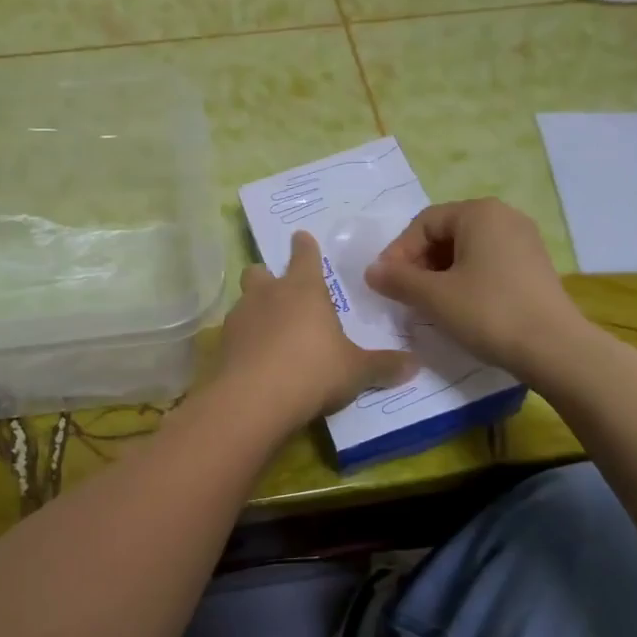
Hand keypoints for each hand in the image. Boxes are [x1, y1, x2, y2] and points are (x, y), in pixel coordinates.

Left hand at [219, 231, 415, 426]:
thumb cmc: (314, 372)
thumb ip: (383, 366)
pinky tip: (254, 359)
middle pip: (260, 272)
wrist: (254, 400)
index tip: (301, 237)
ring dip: (255, 310)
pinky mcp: (222, 345)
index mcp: (304, 290)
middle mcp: (268, 295)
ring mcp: (240, 318)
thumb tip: (415, 365)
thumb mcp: (356, 371)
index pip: (304, 256)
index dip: (304, 246)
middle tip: (278, 288)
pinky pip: (234, 334)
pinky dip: (244, 340)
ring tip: (268, 330)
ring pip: (244, 301)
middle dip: (267, 276)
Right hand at [365, 198, 585, 374]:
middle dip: (419, 263)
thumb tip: (371, 271)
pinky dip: (465, 279)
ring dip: (440, 274)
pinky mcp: (534, 266)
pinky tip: (458, 308)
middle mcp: (504, 217)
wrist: (554, 349)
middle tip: (404, 295)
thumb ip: (398, 280)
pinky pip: (487, 263)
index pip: (424, 223)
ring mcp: (524, 241)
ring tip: (428, 304)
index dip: (398, 252)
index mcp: (479, 213)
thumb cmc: (488, 313)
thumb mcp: (434, 297)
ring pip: (467, 250)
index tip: (386, 283)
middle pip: (446, 233)